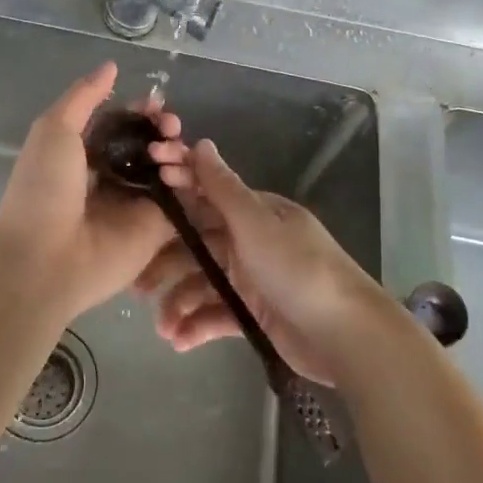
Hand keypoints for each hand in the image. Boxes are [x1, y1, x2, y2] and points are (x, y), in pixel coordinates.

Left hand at [0, 64, 182, 321]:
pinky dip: (188, 181)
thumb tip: (112, 66)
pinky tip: (178, 172)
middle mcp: (114, 176)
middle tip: (167, 125)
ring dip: (176, 151)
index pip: (124, 125)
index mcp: (86, 153)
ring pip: (170, 169)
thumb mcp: (55, 129)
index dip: (141, 112)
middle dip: (164, 129)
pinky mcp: (157, 229)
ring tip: (167, 150)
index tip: (154, 103)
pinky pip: (182, 200)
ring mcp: (136, 204)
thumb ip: (84, 96)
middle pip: (151, 145)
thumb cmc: (43, 189)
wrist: (44, 257)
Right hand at [138, 139, 390, 384]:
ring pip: (202, 282)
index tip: (137, 195)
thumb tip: (201, 142)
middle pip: (196, 242)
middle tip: (136, 283)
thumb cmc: (298, 269)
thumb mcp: (256, 224)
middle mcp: (249, 239)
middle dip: (165, 261)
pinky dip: (197, 325)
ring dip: (179, 301)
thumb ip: (223, 187)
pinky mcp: (253, 313)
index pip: (205, 193)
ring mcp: (251, 278)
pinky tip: (178, 341)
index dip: (172, 191)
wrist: (346, 335)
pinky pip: (216, 313)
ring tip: (162, 327)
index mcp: (254, 212)